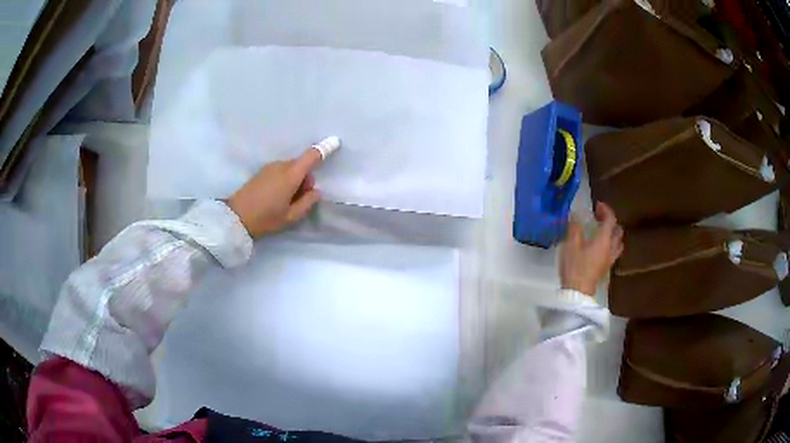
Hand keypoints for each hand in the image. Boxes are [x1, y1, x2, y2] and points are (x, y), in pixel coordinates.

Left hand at [227, 148, 322, 237]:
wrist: (236, 217)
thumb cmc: (266, 218)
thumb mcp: (291, 216)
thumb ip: (307, 202)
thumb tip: (315, 191)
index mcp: (291, 175)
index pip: (311, 156)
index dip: (324, 149)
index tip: (335, 142)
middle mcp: (281, 166)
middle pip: (301, 165)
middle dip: (305, 179)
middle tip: (298, 199)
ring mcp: (269, 167)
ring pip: (290, 168)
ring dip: (294, 180)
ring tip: (285, 201)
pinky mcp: (262, 171)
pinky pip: (280, 171)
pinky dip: (284, 180)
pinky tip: (276, 196)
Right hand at [559, 202, 623, 295]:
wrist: (577, 292)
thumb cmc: (575, 267)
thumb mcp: (571, 245)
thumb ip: (575, 228)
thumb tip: (576, 214)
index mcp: (604, 240)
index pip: (611, 220)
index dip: (606, 210)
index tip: (597, 205)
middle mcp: (610, 248)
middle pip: (618, 231)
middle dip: (611, 222)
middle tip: (600, 219)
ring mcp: (610, 259)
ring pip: (619, 243)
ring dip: (613, 234)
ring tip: (603, 232)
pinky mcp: (606, 268)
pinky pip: (614, 252)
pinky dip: (611, 245)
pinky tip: (601, 247)